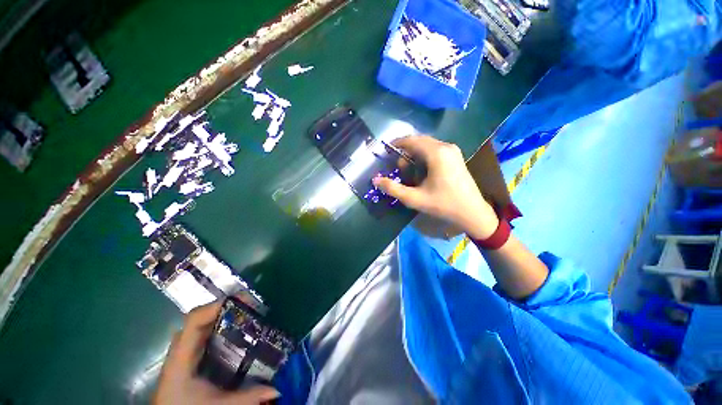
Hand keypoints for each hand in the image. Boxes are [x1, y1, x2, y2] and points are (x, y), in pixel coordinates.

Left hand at [154, 302, 279, 404]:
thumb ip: (246, 398)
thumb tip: (277, 390)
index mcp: (181, 359)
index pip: (193, 321)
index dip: (216, 306)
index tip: (243, 301)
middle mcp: (181, 351)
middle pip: (201, 319)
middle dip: (227, 308)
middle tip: (251, 307)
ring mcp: (183, 354)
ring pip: (203, 326)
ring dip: (224, 317)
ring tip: (247, 315)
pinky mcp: (189, 360)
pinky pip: (204, 336)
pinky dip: (220, 329)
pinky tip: (236, 334)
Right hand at [373, 135, 498, 239]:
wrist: (472, 212)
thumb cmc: (443, 204)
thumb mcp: (414, 198)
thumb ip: (393, 188)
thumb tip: (375, 180)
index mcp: (436, 153)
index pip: (411, 141)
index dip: (397, 144)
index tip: (386, 150)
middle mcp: (445, 146)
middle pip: (419, 141)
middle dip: (405, 151)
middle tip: (398, 168)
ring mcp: (453, 151)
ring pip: (427, 145)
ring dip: (415, 155)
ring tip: (409, 172)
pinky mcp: (455, 157)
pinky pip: (435, 150)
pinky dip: (424, 157)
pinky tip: (422, 172)